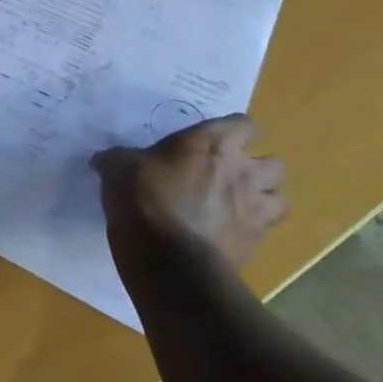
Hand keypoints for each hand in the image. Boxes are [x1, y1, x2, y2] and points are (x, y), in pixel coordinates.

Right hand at [91, 114, 286, 270]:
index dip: (234, 131)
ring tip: (240, 206)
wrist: (166, 257)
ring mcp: (254, 209)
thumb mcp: (120, 168)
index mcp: (213, 143)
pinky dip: (251, 231)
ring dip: (264, 200)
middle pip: (275, 163)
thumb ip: (119, 160)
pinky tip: (228, 234)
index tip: (217, 140)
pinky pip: (265, 233)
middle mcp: (243, 171)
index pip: (245, 124)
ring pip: (281, 199)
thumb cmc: (144, 196)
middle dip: (258, 168)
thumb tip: (102, 160)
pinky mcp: (255, 244)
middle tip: (231, 176)